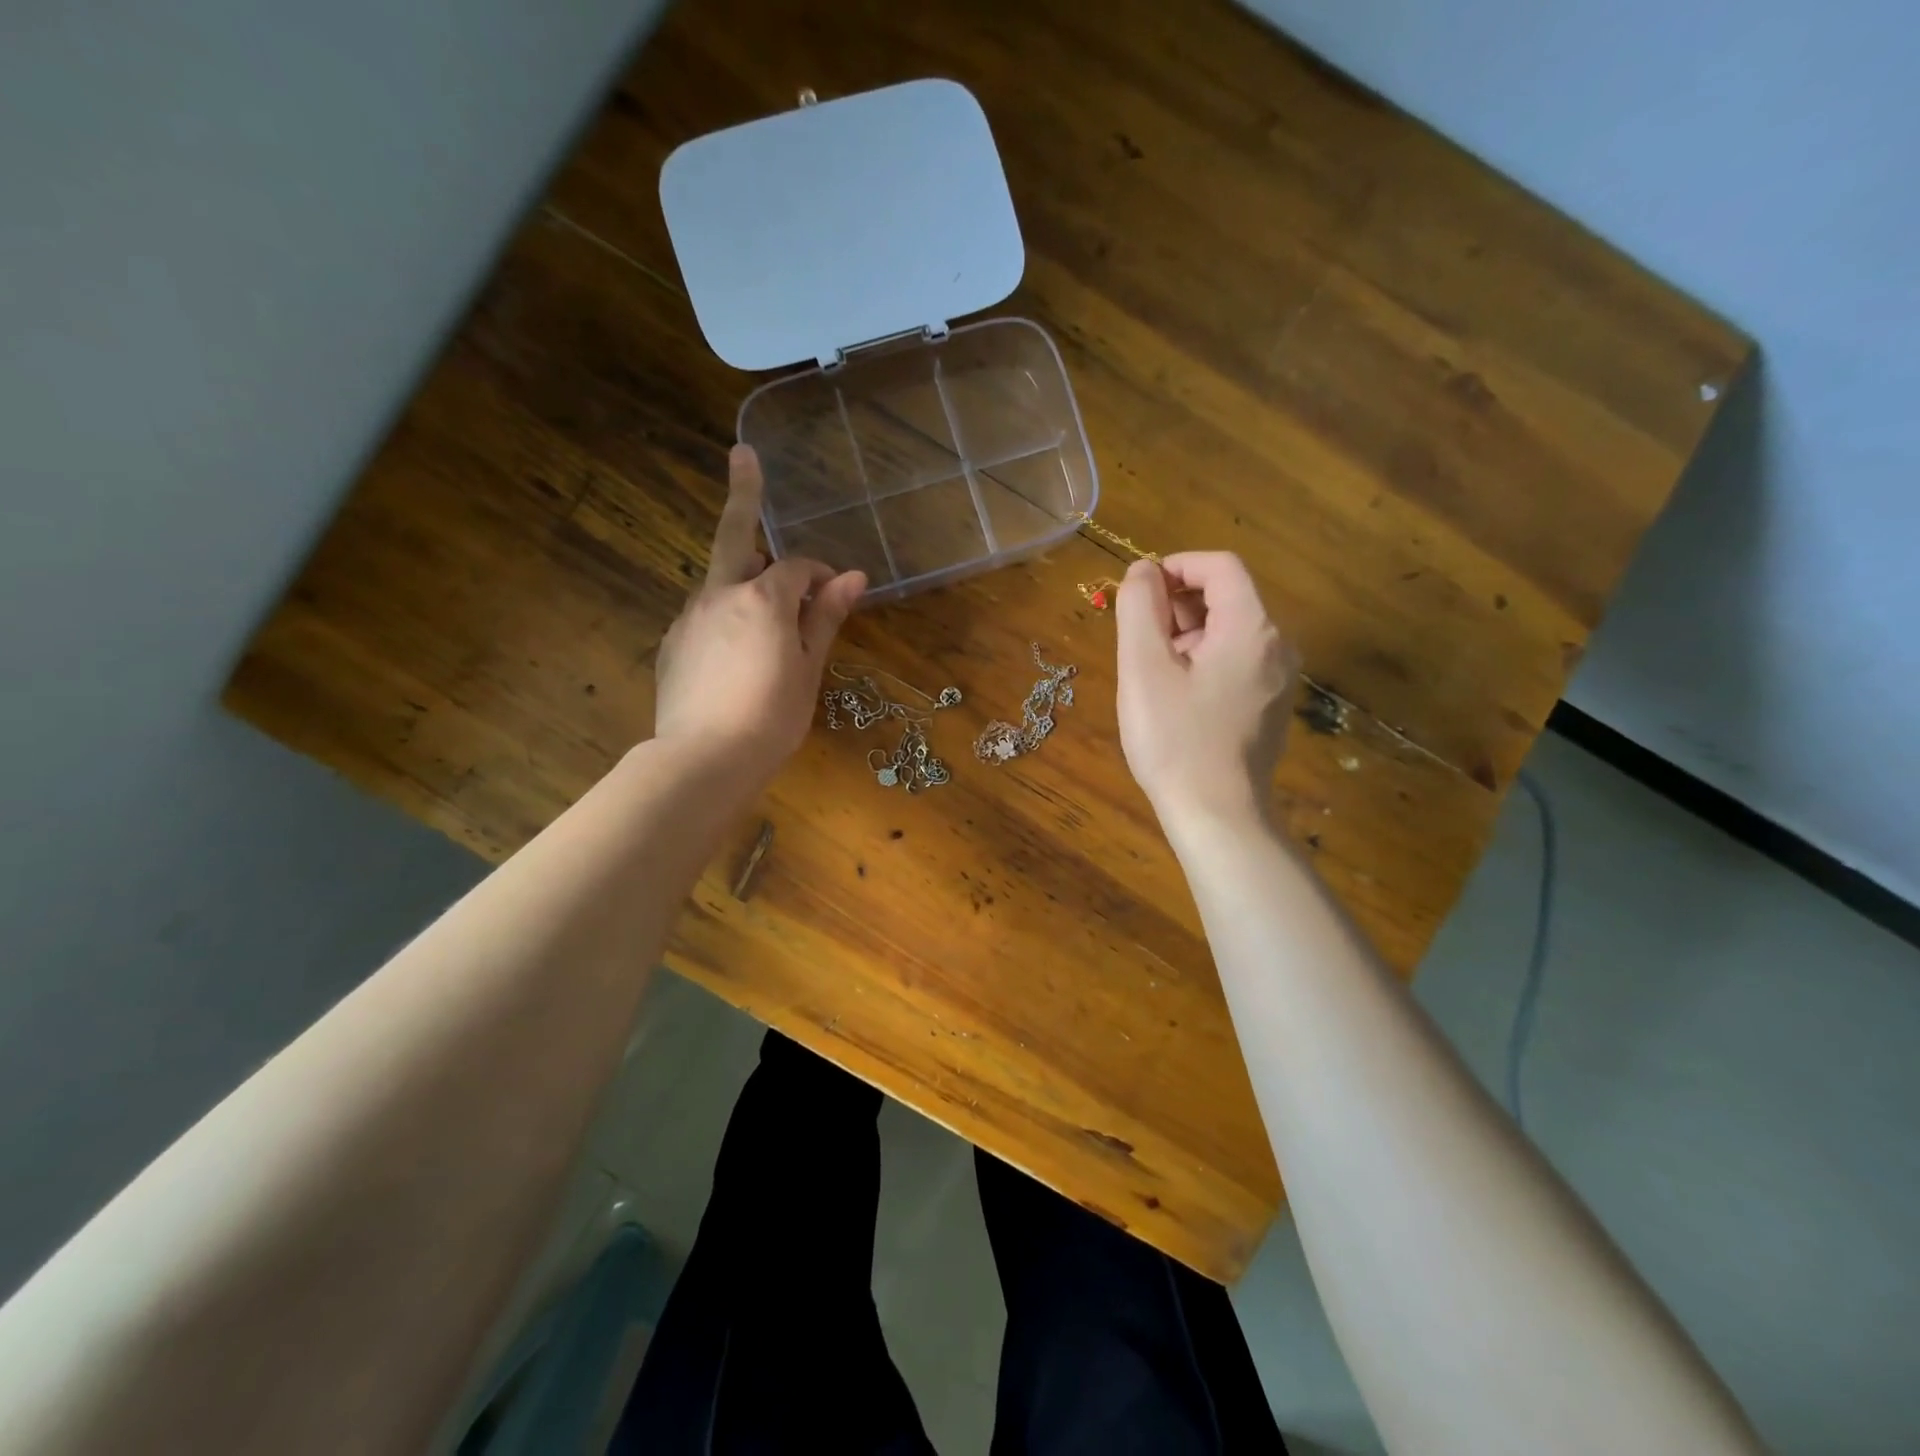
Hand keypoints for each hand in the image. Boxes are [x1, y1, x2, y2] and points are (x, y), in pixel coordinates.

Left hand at [653, 445, 865, 774]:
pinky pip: (703, 614)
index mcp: (762, 599)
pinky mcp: (671, 644)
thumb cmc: (772, 717)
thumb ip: (825, 617)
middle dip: (743, 494)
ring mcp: (689, 617)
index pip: (796, 568)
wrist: (703, 761)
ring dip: (743, 579)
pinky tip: (735, 651)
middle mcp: (719, 595)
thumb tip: (853, 577)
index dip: (818, 575)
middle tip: (743, 456)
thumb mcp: (809, 669)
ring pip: (719, 581)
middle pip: (733, 536)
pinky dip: (724, 614)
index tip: (834, 590)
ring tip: (765, 611)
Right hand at [1115, 552, 1296, 827]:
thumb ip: (1140, 607)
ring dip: (1186, 634)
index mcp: (1252, 628)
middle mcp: (1277, 646)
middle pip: (1227, 597)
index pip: (1220, 566)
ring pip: (1229, 632)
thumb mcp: (1144, 667)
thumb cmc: (1175, 739)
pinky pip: (1235, 662)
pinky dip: (1202, 661)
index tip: (1138, 592)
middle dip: (1177, 604)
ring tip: (1151, 672)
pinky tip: (1175, 697)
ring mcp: (1278, 679)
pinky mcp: (1270, 707)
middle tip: (1138, 638)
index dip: (1175, 566)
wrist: (1216, 815)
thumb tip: (1143, 570)